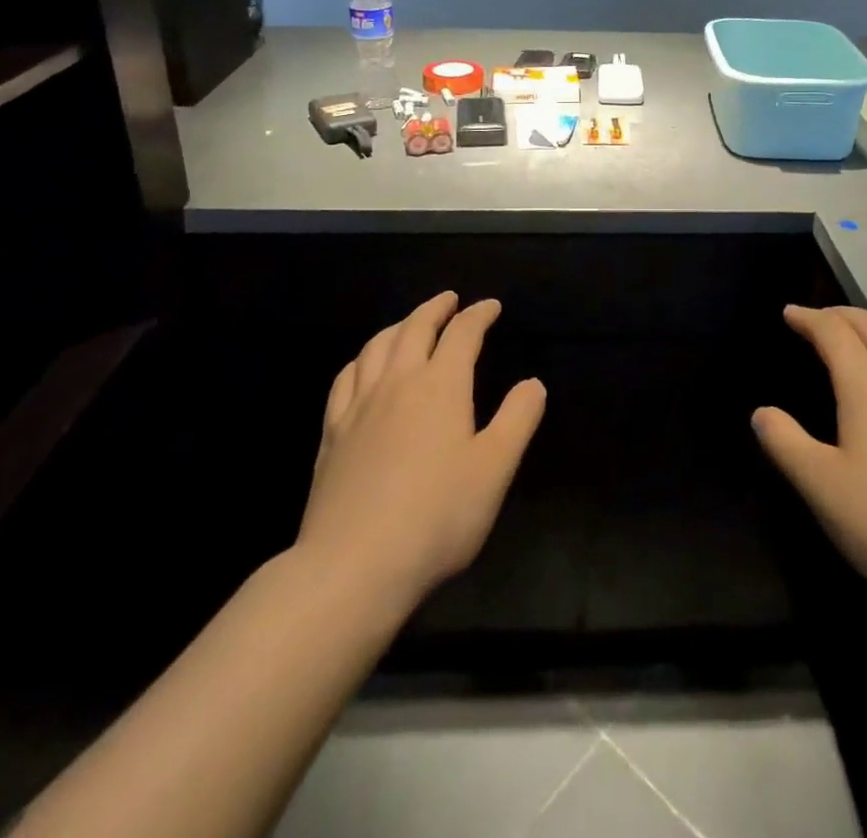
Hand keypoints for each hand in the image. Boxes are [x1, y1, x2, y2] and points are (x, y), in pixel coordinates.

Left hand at [295, 292, 545, 613]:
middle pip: (415, 328)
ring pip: (377, 346)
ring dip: (398, 326)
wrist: (354, 565)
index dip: (478, 315)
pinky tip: (363, 366)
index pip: (462, 334)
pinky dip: (361, 359)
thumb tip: (533, 383)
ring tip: (409, 323)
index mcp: (441, 386)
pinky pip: (345, 378)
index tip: (491, 306)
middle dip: (436, 309)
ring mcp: (359, 406)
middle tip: (450, 300)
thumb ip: (517, 420)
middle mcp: (398, 383)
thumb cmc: (436, 517)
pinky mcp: (333, 433)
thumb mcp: (494, 470)